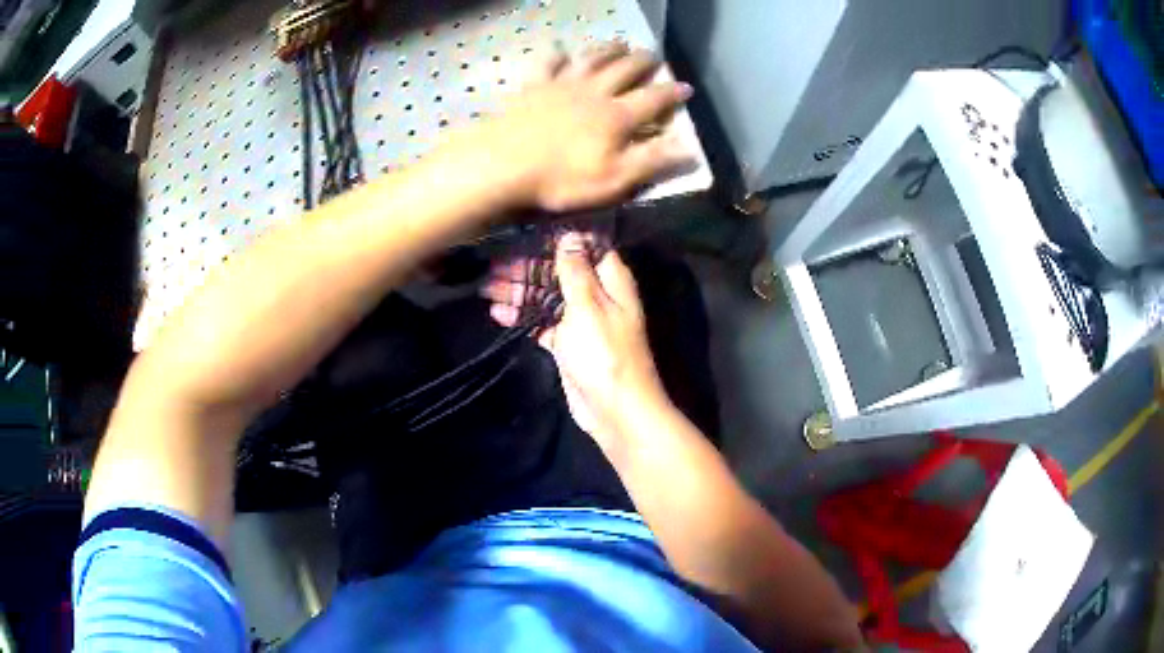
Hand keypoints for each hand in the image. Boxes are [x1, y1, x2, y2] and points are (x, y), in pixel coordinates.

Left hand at [464, 42, 694, 212]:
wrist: (502, 164)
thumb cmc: (561, 179)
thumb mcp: (615, 180)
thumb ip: (653, 161)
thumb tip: (690, 148)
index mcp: (617, 116)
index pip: (653, 100)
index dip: (672, 93)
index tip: (686, 86)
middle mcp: (594, 92)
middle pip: (624, 70)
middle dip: (643, 62)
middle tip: (653, 55)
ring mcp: (562, 85)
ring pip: (592, 59)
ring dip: (609, 49)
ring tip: (620, 43)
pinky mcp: (533, 86)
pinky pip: (548, 63)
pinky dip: (557, 53)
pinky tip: (561, 49)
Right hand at [483, 232, 669, 450]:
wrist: (614, 409)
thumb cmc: (604, 353)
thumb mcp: (588, 305)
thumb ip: (576, 270)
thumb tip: (571, 235)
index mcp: (610, 281)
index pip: (586, 248)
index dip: (559, 240)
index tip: (527, 232)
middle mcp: (597, 296)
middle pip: (560, 273)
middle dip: (529, 268)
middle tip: (494, 264)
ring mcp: (581, 321)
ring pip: (548, 298)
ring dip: (520, 292)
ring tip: (487, 287)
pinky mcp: (568, 344)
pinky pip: (543, 323)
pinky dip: (523, 317)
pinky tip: (498, 313)